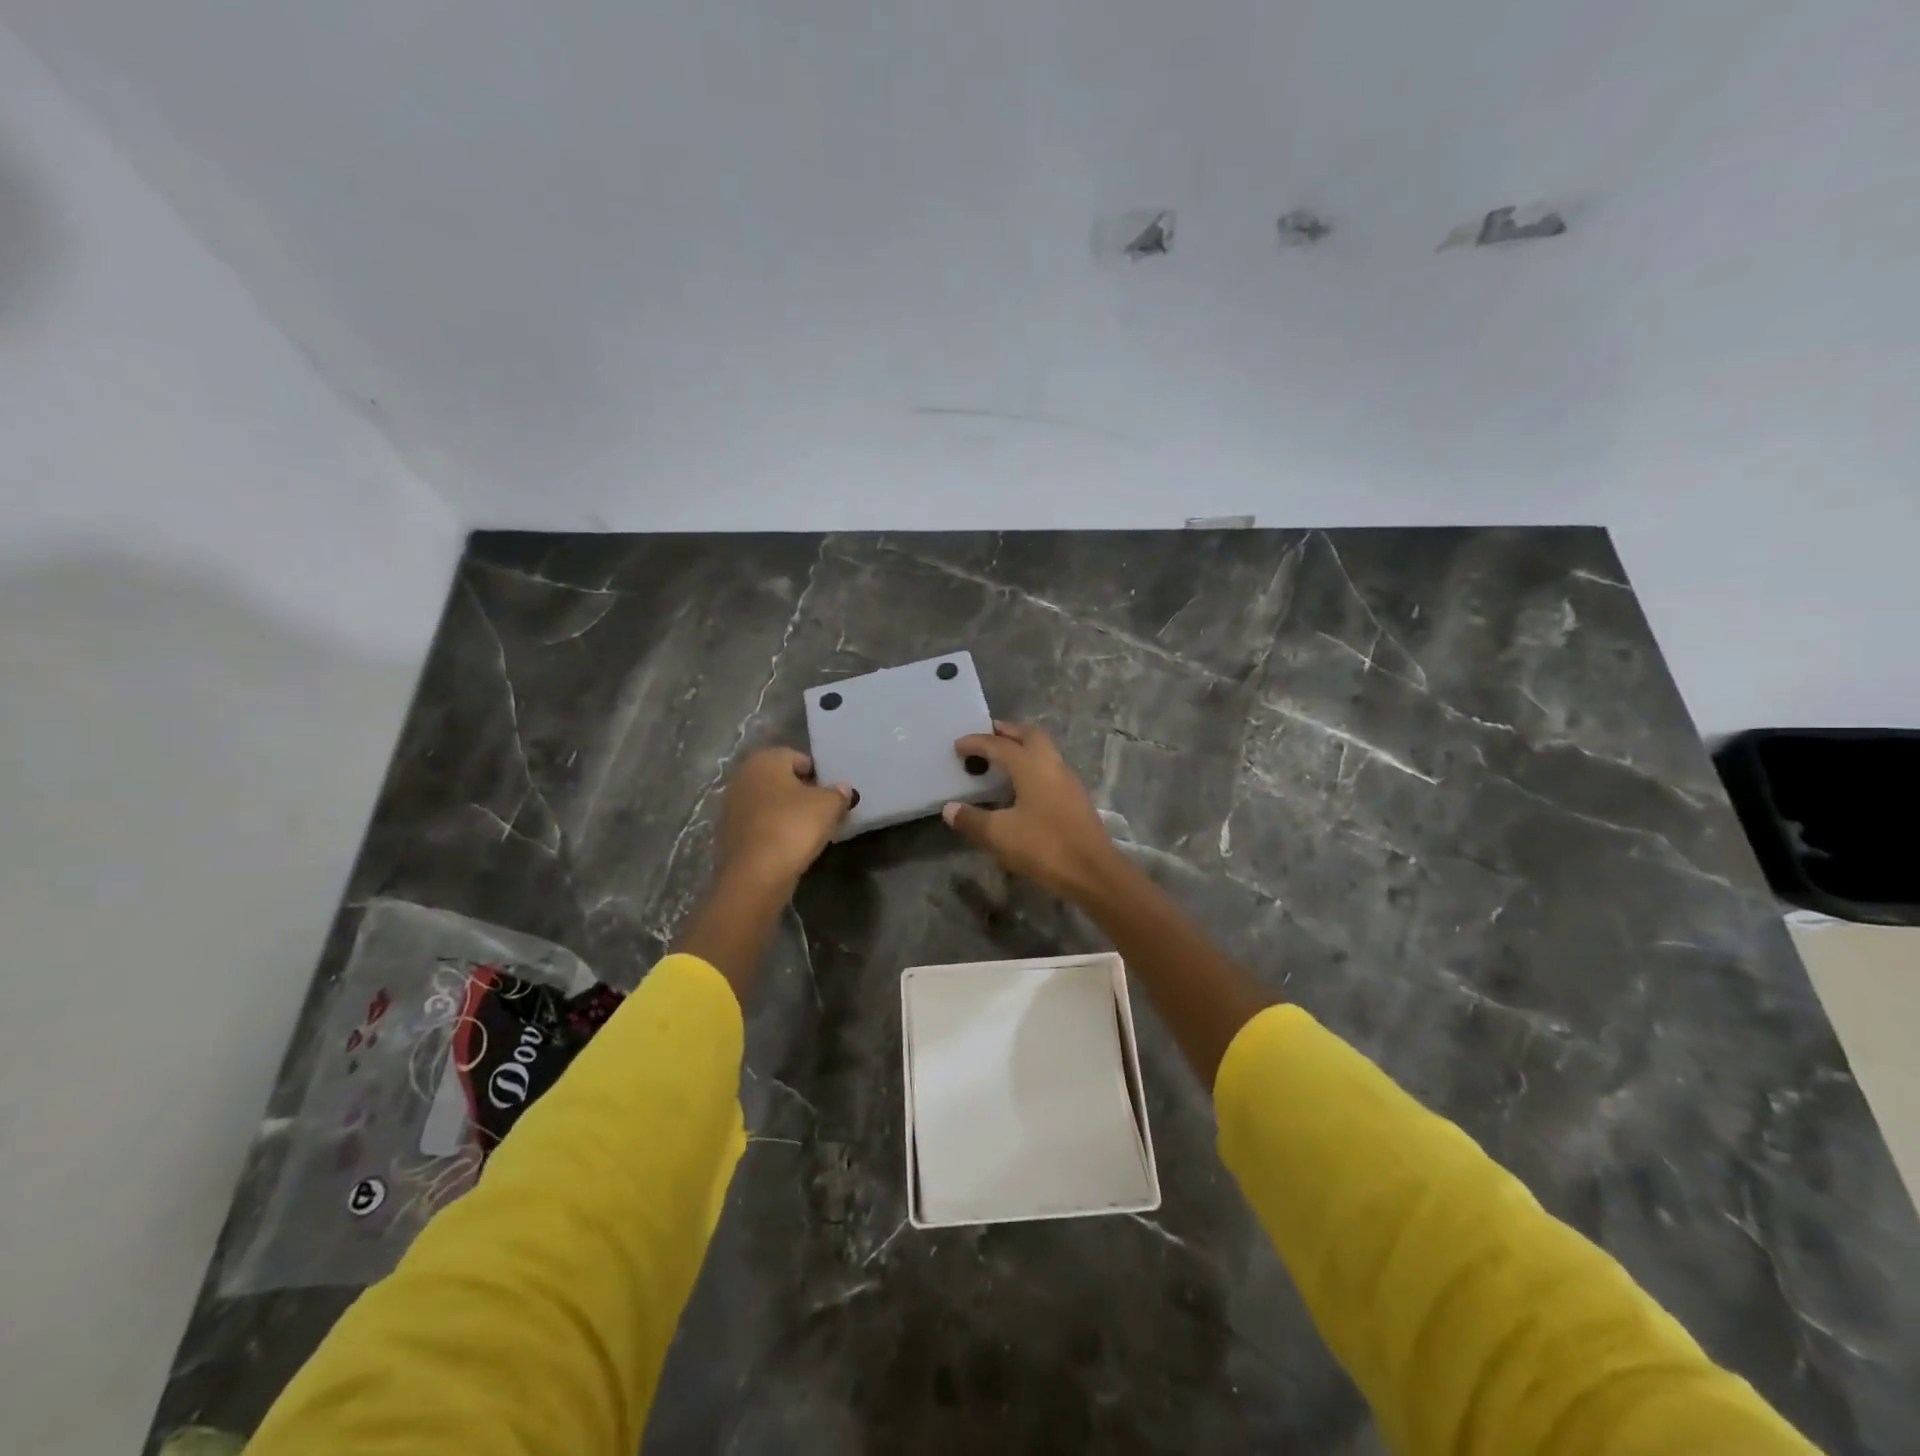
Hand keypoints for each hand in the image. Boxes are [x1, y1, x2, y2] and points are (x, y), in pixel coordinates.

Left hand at [714, 747, 852, 894]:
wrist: (754, 876)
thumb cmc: (793, 827)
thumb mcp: (828, 806)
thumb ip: (838, 793)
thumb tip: (842, 789)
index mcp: (765, 760)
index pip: (798, 758)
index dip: (818, 775)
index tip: (831, 796)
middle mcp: (742, 776)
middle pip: (780, 780)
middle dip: (801, 793)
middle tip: (822, 812)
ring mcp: (730, 806)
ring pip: (768, 803)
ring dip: (785, 813)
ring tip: (806, 832)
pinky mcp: (727, 834)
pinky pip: (758, 825)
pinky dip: (772, 831)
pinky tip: (787, 847)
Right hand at [942, 722, 1125, 900]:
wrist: (1092, 872)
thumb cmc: (1043, 846)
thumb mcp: (999, 835)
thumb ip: (972, 819)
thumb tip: (950, 808)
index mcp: (1032, 766)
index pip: (1000, 745)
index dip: (977, 743)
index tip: (958, 745)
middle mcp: (1053, 766)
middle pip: (1030, 736)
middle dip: (1008, 732)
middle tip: (989, 734)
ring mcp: (1069, 782)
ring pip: (1045, 752)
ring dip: (1024, 749)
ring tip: (1004, 760)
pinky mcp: (1077, 800)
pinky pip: (1051, 771)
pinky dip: (1033, 768)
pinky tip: (1023, 788)